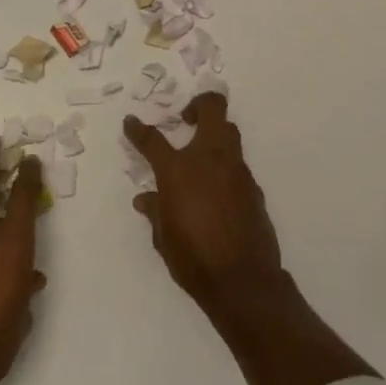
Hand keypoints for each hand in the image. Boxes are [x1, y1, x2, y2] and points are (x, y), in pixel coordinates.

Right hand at [123, 92, 283, 318]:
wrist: (243, 280)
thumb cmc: (193, 259)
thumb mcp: (163, 237)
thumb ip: (155, 211)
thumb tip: (145, 199)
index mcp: (178, 171)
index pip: (153, 140)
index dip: (138, 130)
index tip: (132, 122)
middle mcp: (209, 160)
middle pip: (212, 110)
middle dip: (200, 105)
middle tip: (186, 118)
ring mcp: (236, 171)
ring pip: (229, 133)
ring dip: (215, 134)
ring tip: (201, 154)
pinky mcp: (254, 187)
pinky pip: (237, 165)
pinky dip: (225, 167)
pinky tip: (217, 190)